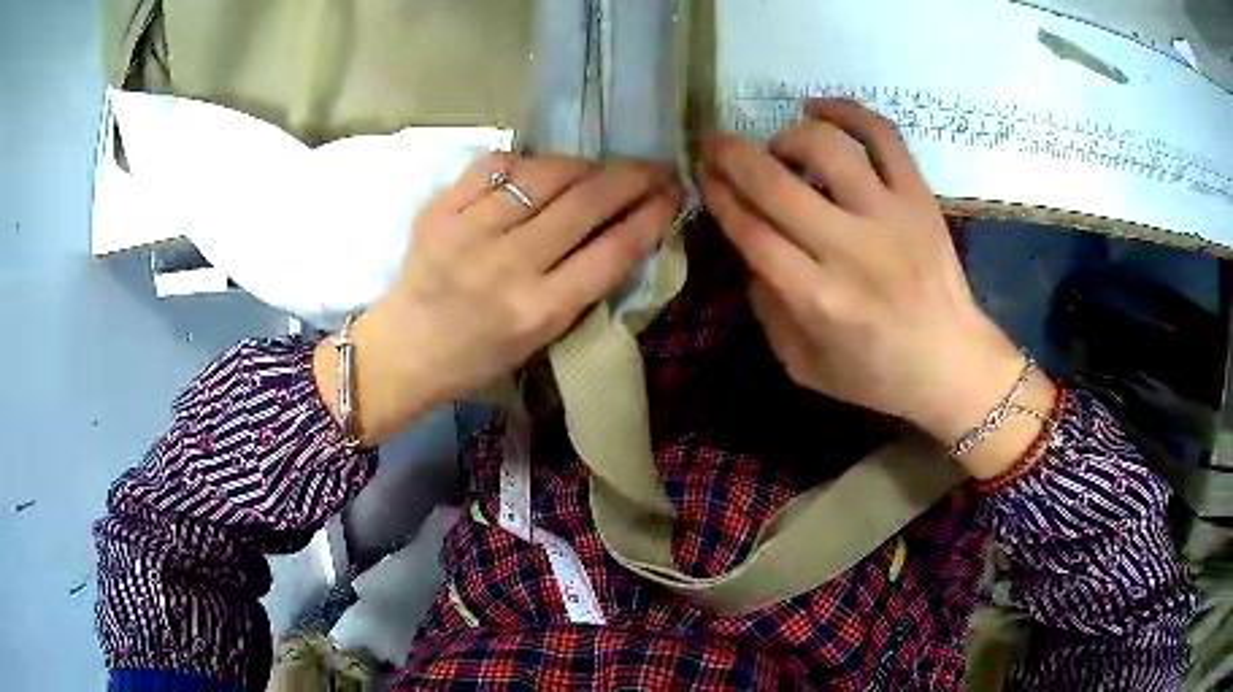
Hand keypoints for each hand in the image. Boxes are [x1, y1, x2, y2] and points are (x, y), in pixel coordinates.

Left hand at [315, 153, 681, 445]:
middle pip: (587, 202)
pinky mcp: (439, 210)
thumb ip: (581, 285)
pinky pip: (496, 165)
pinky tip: (536, 171)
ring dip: (584, 166)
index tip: (673, 194)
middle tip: (653, 168)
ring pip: (546, 174)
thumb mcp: (542, 338)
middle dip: (633, 177)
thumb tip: (619, 227)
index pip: (613, 250)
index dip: (652, 215)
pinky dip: (525, 162)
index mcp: (540, 311)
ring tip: (595, 170)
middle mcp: (509, 266)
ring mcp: (470, 232)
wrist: (404, 351)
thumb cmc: (478, 357)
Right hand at [701, 100, 1053, 477]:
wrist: (952, 364)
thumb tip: (749, 248)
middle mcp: (851, 250)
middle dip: (730, 155)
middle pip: (775, 182)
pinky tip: (819, 108)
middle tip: (714, 143)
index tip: (704, 176)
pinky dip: (847, 111)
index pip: (750, 229)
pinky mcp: (920, 198)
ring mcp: (891, 217)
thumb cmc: (877, 375)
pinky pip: (883, 135)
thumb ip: (767, 309)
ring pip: (826, 147)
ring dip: (786, 135)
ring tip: (779, 146)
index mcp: (817, 299)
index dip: (718, 195)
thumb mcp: (804, 366)